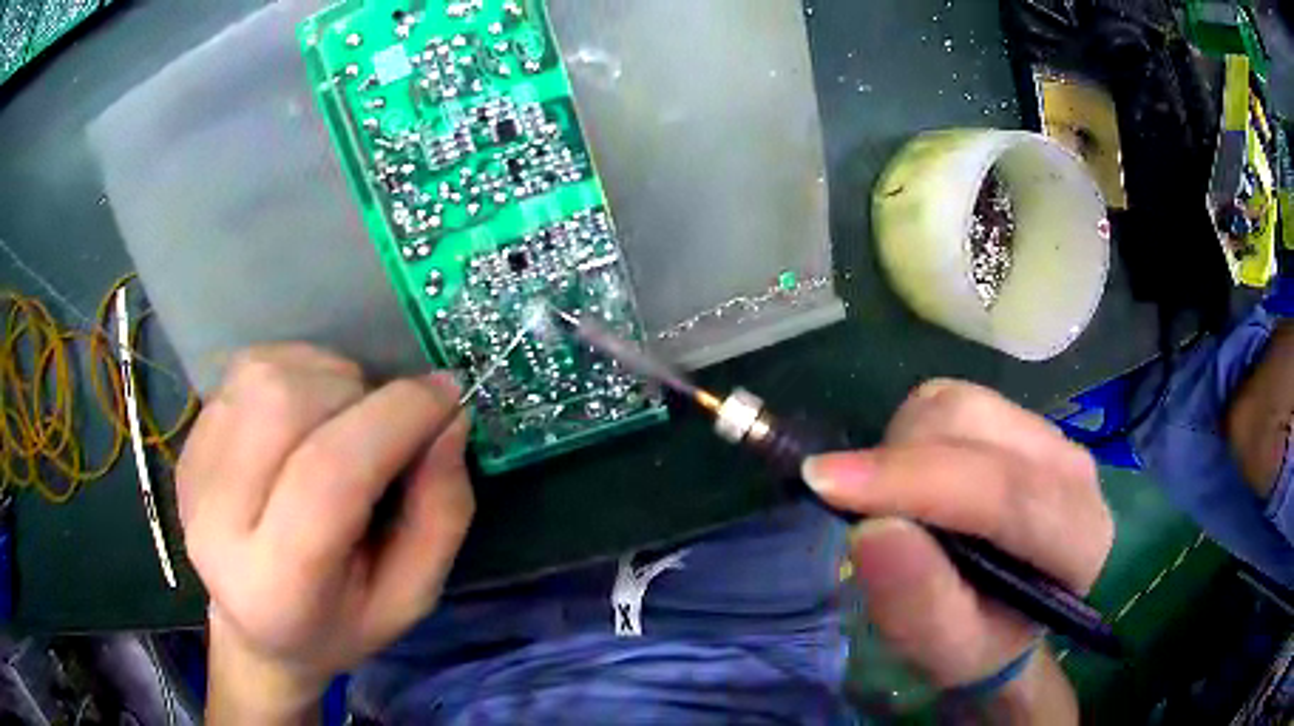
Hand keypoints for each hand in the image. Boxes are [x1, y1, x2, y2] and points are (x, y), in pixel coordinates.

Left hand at [177, 344, 473, 720]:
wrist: (257, 631)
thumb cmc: (341, 623)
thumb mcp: (412, 595)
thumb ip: (441, 513)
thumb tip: (449, 417)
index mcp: (276, 585)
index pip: (327, 477)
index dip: (394, 421)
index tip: (447, 397)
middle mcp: (216, 521)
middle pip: (285, 407)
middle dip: (357, 395)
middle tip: (388, 424)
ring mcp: (193, 471)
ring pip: (265, 376)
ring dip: (327, 377)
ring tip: (346, 419)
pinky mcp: (189, 442)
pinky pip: (247, 370)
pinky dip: (296, 371)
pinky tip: (307, 413)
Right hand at [804, 380, 1111, 718]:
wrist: (1005, 615)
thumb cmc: (980, 642)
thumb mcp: (946, 650)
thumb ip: (918, 602)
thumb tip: (872, 530)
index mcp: (1077, 539)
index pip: (1004, 491)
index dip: (915, 482)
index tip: (826, 483)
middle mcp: (1073, 469)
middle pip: (975, 426)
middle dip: (896, 460)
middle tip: (849, 507)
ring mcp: (1048, 433)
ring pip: (957, 403)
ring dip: (900, 446)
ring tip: (889, 503)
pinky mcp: (1017, 417)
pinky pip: (951, 399)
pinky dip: (911, 434)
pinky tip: (914, 480)